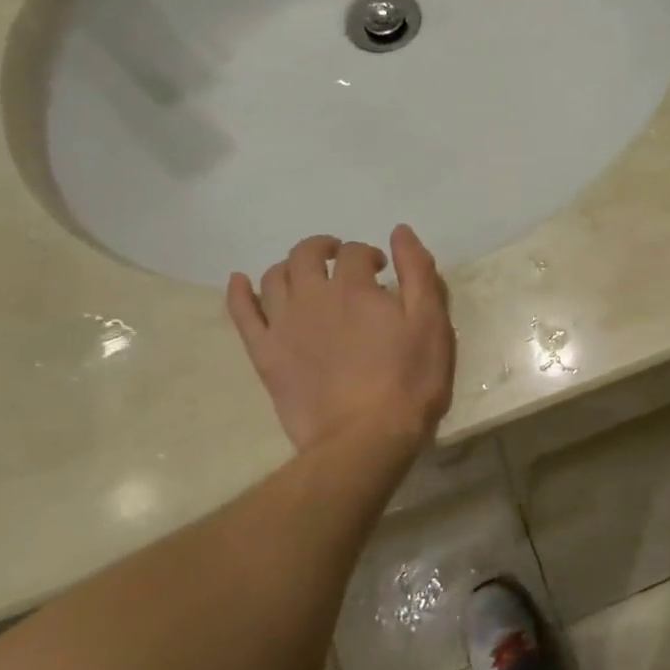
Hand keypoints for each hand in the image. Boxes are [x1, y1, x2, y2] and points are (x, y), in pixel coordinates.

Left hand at [226, 224, 455, 455]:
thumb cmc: (409, 380)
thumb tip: (400, 232)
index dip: (370, 254)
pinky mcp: (264, 354)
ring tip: (306, 275)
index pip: (355, 252)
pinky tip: (239, 282)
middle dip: (325, 248)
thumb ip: (418, 272)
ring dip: (289, 266)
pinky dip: (239, 292)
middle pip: (307, 254)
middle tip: (341, 259)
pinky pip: (242, 314)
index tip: (383, 270)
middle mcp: (312, 296)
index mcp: (354, 287)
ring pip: (273, 278)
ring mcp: (283, 325)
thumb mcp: (431, 323)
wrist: (365, 437)